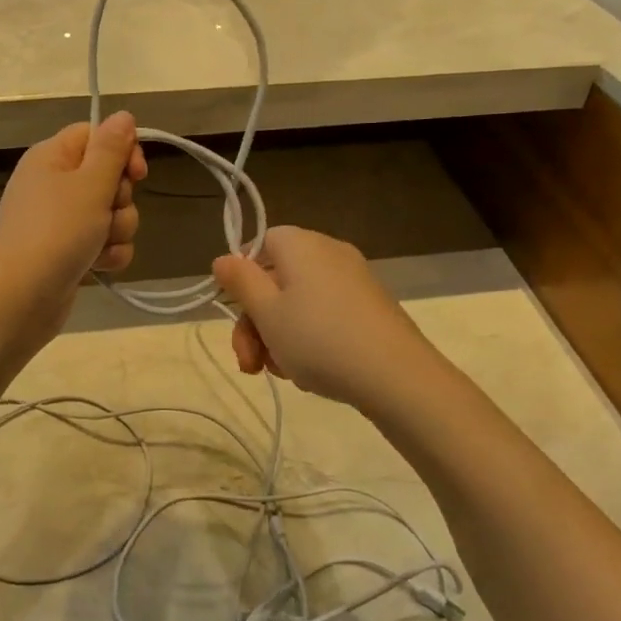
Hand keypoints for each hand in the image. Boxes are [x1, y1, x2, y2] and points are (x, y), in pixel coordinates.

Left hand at [0, 114, 146, 340]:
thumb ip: (112, 149)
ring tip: (100, 246)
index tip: (137, 172)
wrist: (19, 299)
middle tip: (106, 213)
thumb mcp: (89, 184)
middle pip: (108, 176)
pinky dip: (108, 254)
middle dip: (120, 199)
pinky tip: (99, 267)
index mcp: (52, 157)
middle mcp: (54, 184)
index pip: (96, 135)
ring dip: (117, 230)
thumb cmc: (55, 233)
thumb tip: (124, 115)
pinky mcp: (69, 252)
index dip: (122, 150)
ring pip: (111, 213)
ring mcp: (61, 221)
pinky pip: (104, 242)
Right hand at [212, 227, 435, 411]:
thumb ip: (240, 282)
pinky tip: (309, 372)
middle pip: (277, 280)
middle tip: (250, 364)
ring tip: (282, 373)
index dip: (243, 281)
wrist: (396, 376)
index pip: (259, 245)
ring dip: (280, 337)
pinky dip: (311, 340)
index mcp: (300, 244)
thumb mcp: (267, 312)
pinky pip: (326, 316)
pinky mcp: (371, 307)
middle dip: (256, 323)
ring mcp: (354, 280)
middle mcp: (329, 252)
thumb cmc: (319, 338)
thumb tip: (223, 258)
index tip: (237, 316)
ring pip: (300, 304)